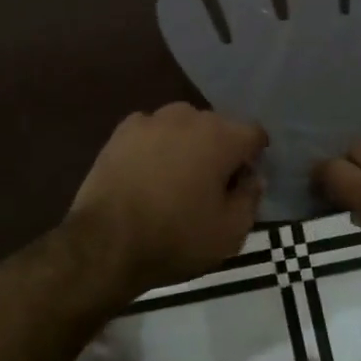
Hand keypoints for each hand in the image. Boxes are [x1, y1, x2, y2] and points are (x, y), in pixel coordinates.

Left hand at [68, 103, 266, 299]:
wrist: (106, 242)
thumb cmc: (176, 238)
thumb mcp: (230, 233)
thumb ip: (250, 199)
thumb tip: (252, 178)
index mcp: (222, 137)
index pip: (254, 134)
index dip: (254, 157)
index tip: (244, 183)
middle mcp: (189, 117)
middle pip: (218, 126)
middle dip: (220, 149)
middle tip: (211, 185)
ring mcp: (152, 120)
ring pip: (183, 125)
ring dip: (187, 144)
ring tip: (176, 177)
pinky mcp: (122, 131)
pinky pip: (152, 131)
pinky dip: (156, 145)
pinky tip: (147, 172)